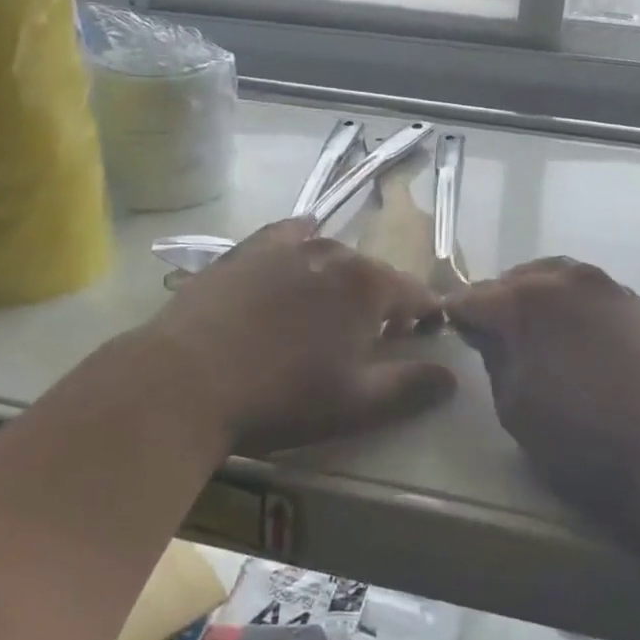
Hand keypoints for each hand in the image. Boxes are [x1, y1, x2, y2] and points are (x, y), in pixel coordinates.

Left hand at [144, 218, 455, 454]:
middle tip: (373, 334)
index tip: (426, 333)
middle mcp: (332, 254)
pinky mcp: (246, 250)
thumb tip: (452, 375)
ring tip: (331, 307)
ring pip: (331, 255)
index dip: (425, 314)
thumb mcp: (355, 403)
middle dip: (382, 299)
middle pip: (372, 273)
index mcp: (366, 286)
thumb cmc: (280, 396)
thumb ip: (410, 386)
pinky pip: (286, 235)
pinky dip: (301, 241)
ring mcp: (285, 247)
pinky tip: (299, 249)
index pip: (414, 293)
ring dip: (341, 278)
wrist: (186, 381)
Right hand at [446, 258, 639, 532]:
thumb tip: (486, 331)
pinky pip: (591, 292)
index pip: (474, 298)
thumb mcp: (513, 406)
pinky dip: (573, 305)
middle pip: (515, 279)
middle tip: (492, 330)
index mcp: (524, 302)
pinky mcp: (636, 303)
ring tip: (535, 327)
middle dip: (498, 300)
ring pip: (557, 277)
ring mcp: (606, 287)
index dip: (457, 314)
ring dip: (537, 296)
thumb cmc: (578, 438)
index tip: (451, 327)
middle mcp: (564, 280)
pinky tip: (578, 334)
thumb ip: (494, 357)